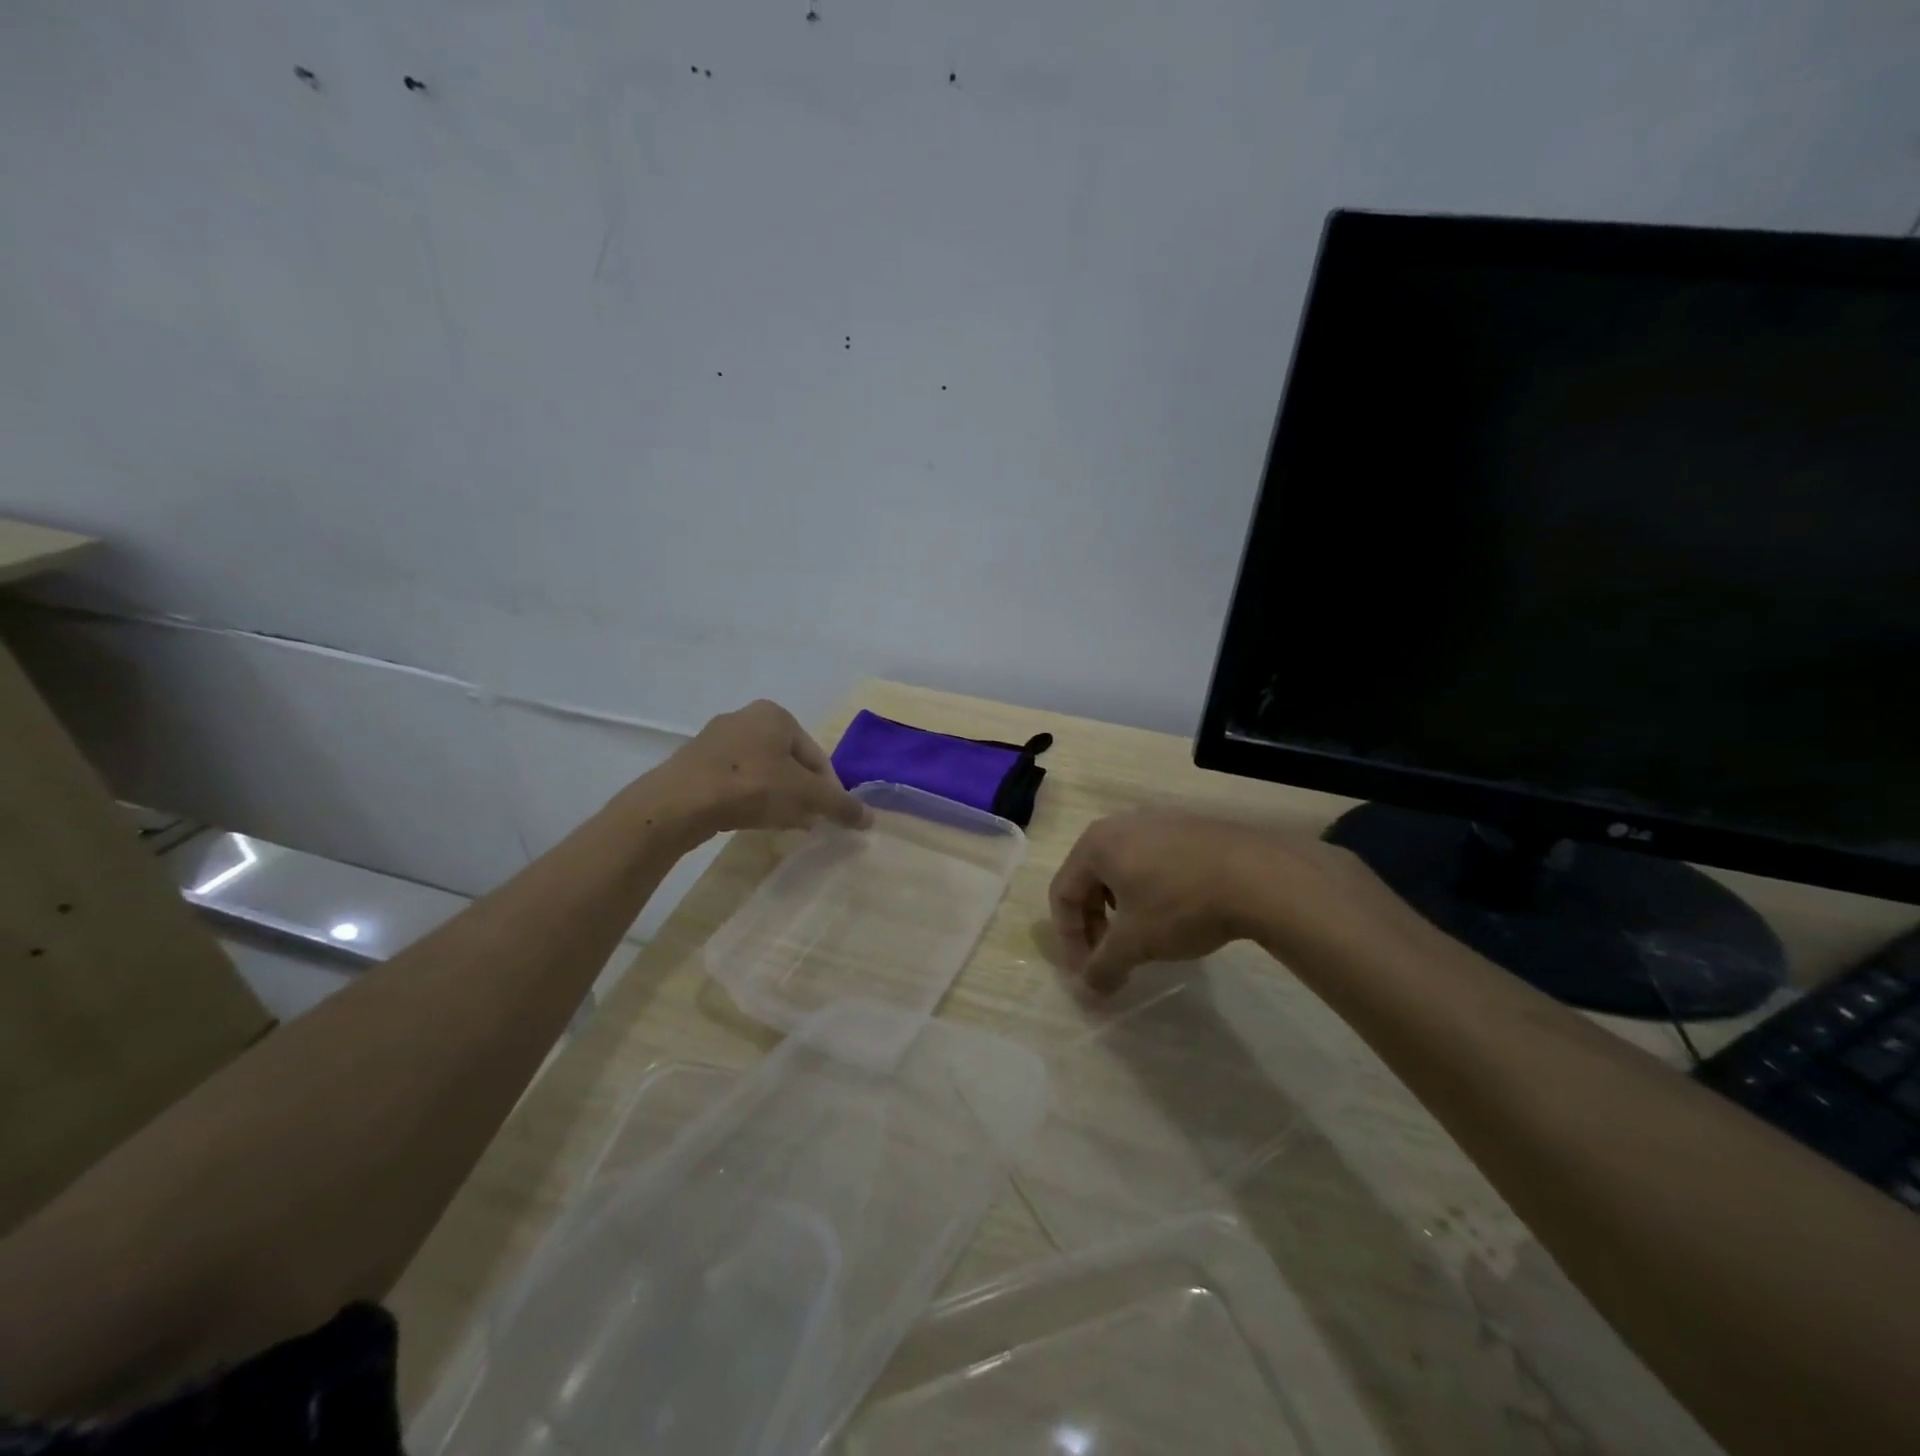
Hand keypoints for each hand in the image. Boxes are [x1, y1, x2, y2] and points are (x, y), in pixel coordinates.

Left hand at [662, 700, 870, 836]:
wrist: (680, 801)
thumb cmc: (751, 785)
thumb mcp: (805, 796)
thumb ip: (839, 805)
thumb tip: (870, 819)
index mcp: (776, 714)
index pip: (817, 755)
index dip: (829, 788)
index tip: (828, 816)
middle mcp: (746, 717)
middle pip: (790, 762)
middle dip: (802, 792)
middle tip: (806, 821)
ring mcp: (716, 739)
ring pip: (763, 771)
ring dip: (778, 797)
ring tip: (781, 824)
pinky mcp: (695, 762)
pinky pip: (735, 780)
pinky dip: (749, 798)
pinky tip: (750, 820)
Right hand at [1049, 809, 1366, 993]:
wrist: (1257, 875)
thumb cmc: (1180, 904)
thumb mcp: (1136, 943)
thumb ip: (1103, 966)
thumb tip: (1088, 990)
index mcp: (1096, 844)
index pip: (1062, 893)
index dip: (1069, 939)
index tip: (1088, 972)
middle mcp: (1120, 825)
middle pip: (1089, 880)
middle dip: (1095, 925)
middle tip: (1112, 958)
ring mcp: (1157, 822)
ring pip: (1122, 871)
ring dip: (1121, 910)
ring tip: (1143, 939)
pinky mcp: (1189, 829)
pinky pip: (1153, 862)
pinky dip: (1149, 893)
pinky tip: (1175, 915)